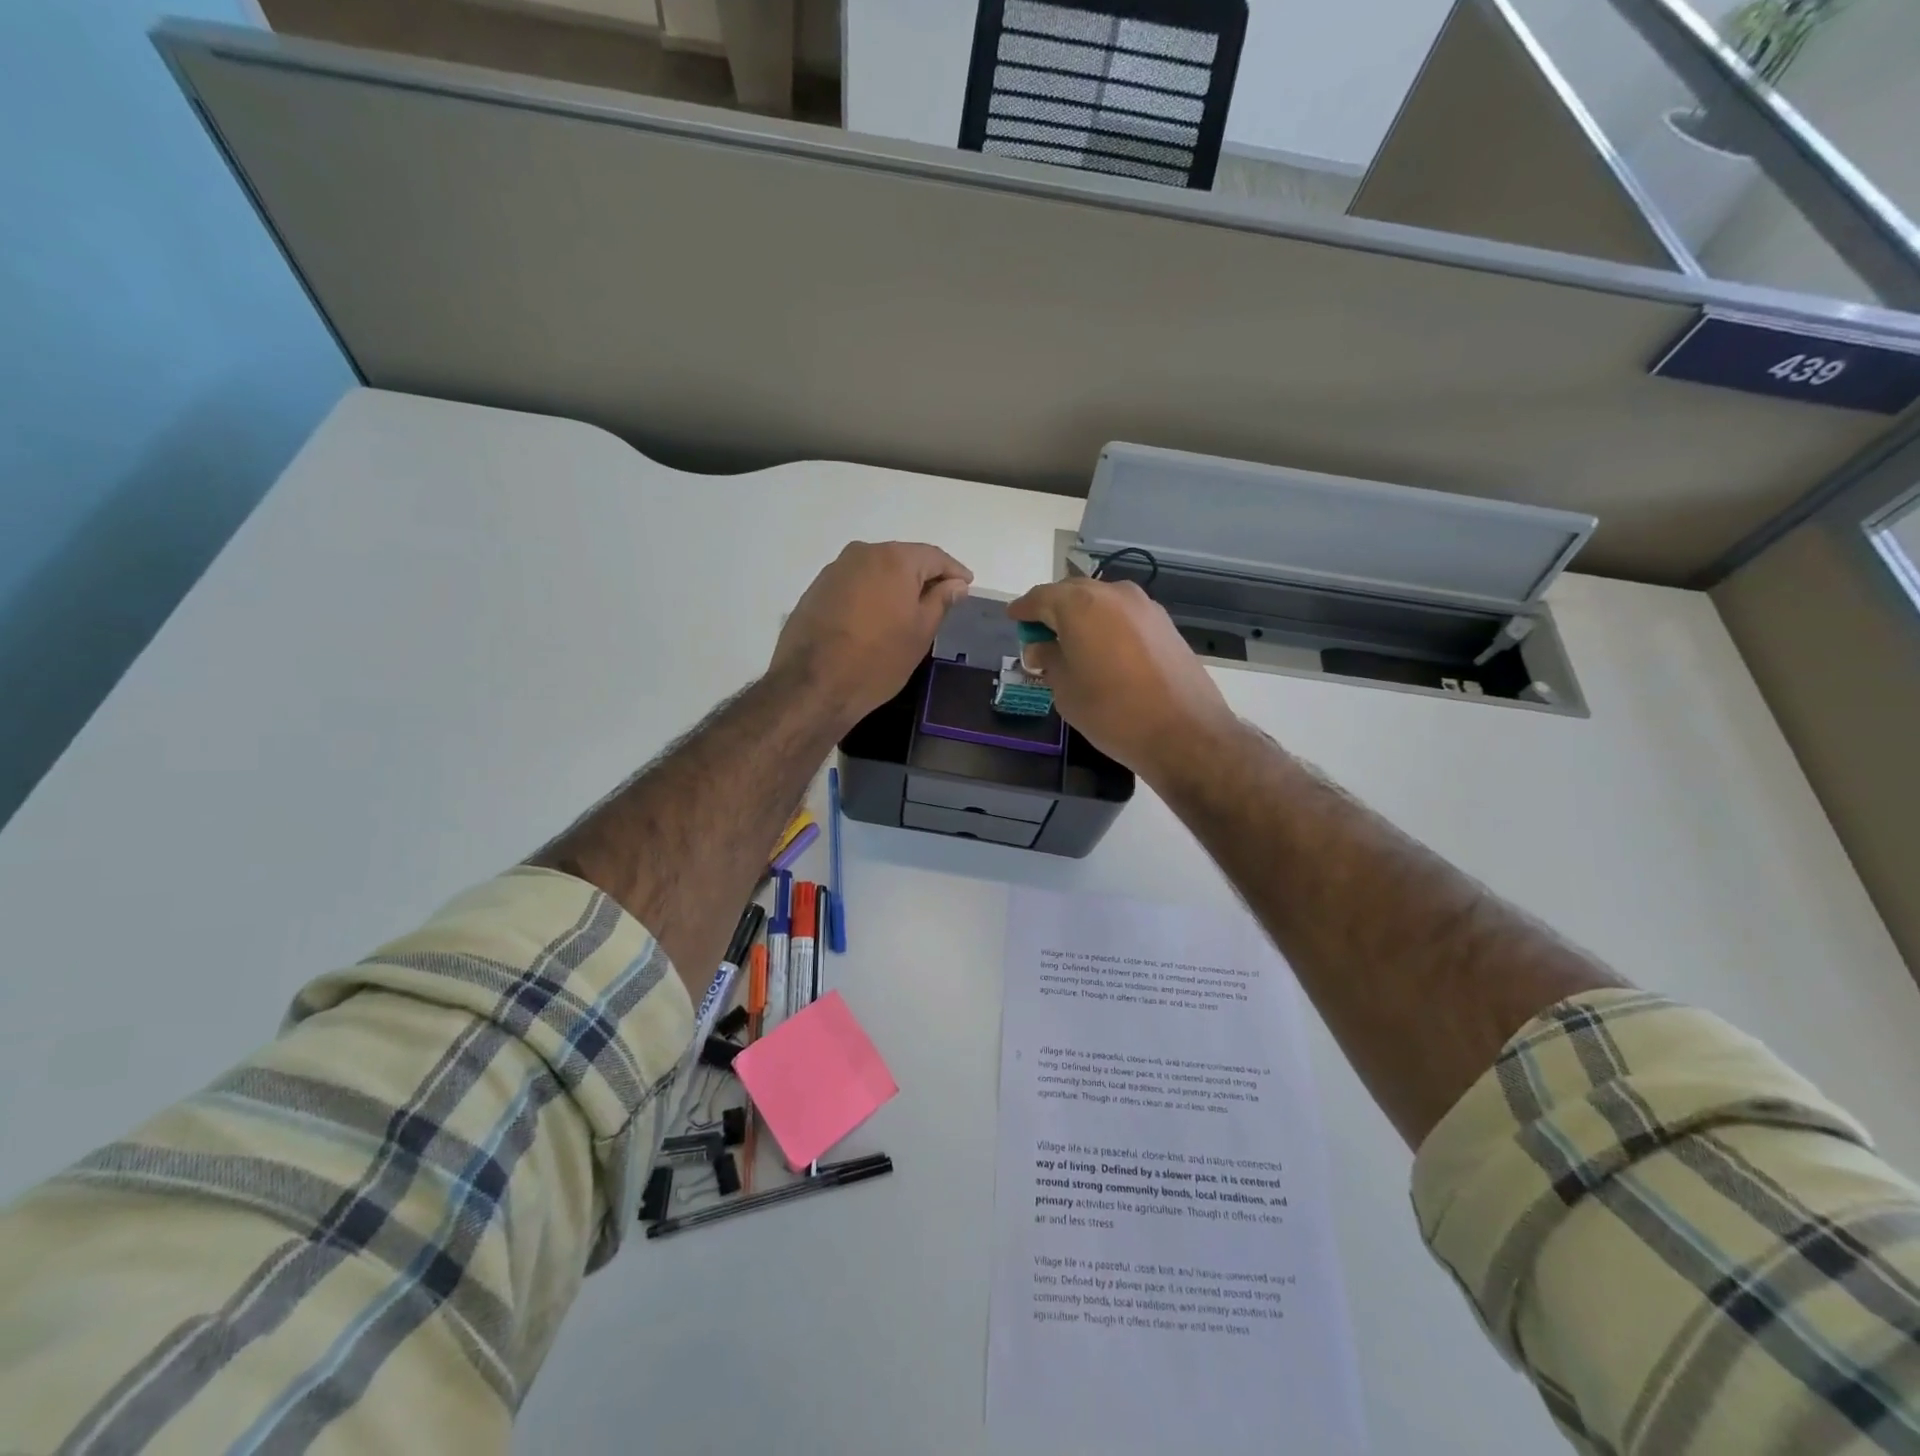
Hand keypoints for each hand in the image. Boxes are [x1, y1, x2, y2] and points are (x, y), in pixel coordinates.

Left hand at [772, 541, 972, 725]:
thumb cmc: (878, 660)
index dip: (954, 571)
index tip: (966, 585)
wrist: (813, 684)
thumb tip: (955, 583)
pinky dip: (870, 594)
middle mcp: (863, 553)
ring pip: (876, 570)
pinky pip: (855, 584)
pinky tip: (875, 617)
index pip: (934, 557)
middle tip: (940, 599)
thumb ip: (941, 601)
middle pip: (903, 559)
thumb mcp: (921, 633)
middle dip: (923, 576)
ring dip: (894, 585)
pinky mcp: (816, 589)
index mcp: (895, 559)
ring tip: (907, 610)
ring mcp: (835, 569)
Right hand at [1005, 577, 1237, 780]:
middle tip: (1040, 637)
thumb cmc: (1112, 712)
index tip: (1013, 619)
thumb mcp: (1065, 690)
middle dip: (1053, 611)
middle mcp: (1113, 594)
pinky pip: (1124, 616)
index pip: (1040, 597)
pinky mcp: (1165, 624)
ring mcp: (1144, 606)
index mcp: (1080, 605)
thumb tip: (1041, 648)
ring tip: (1072, 646)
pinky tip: (1103, 652)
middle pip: (1072, 593)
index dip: (1024, 610)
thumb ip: (1049, 660)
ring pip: (1101, 602)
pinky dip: (1107, 626)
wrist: (1183, 732)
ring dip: (1082, 618)